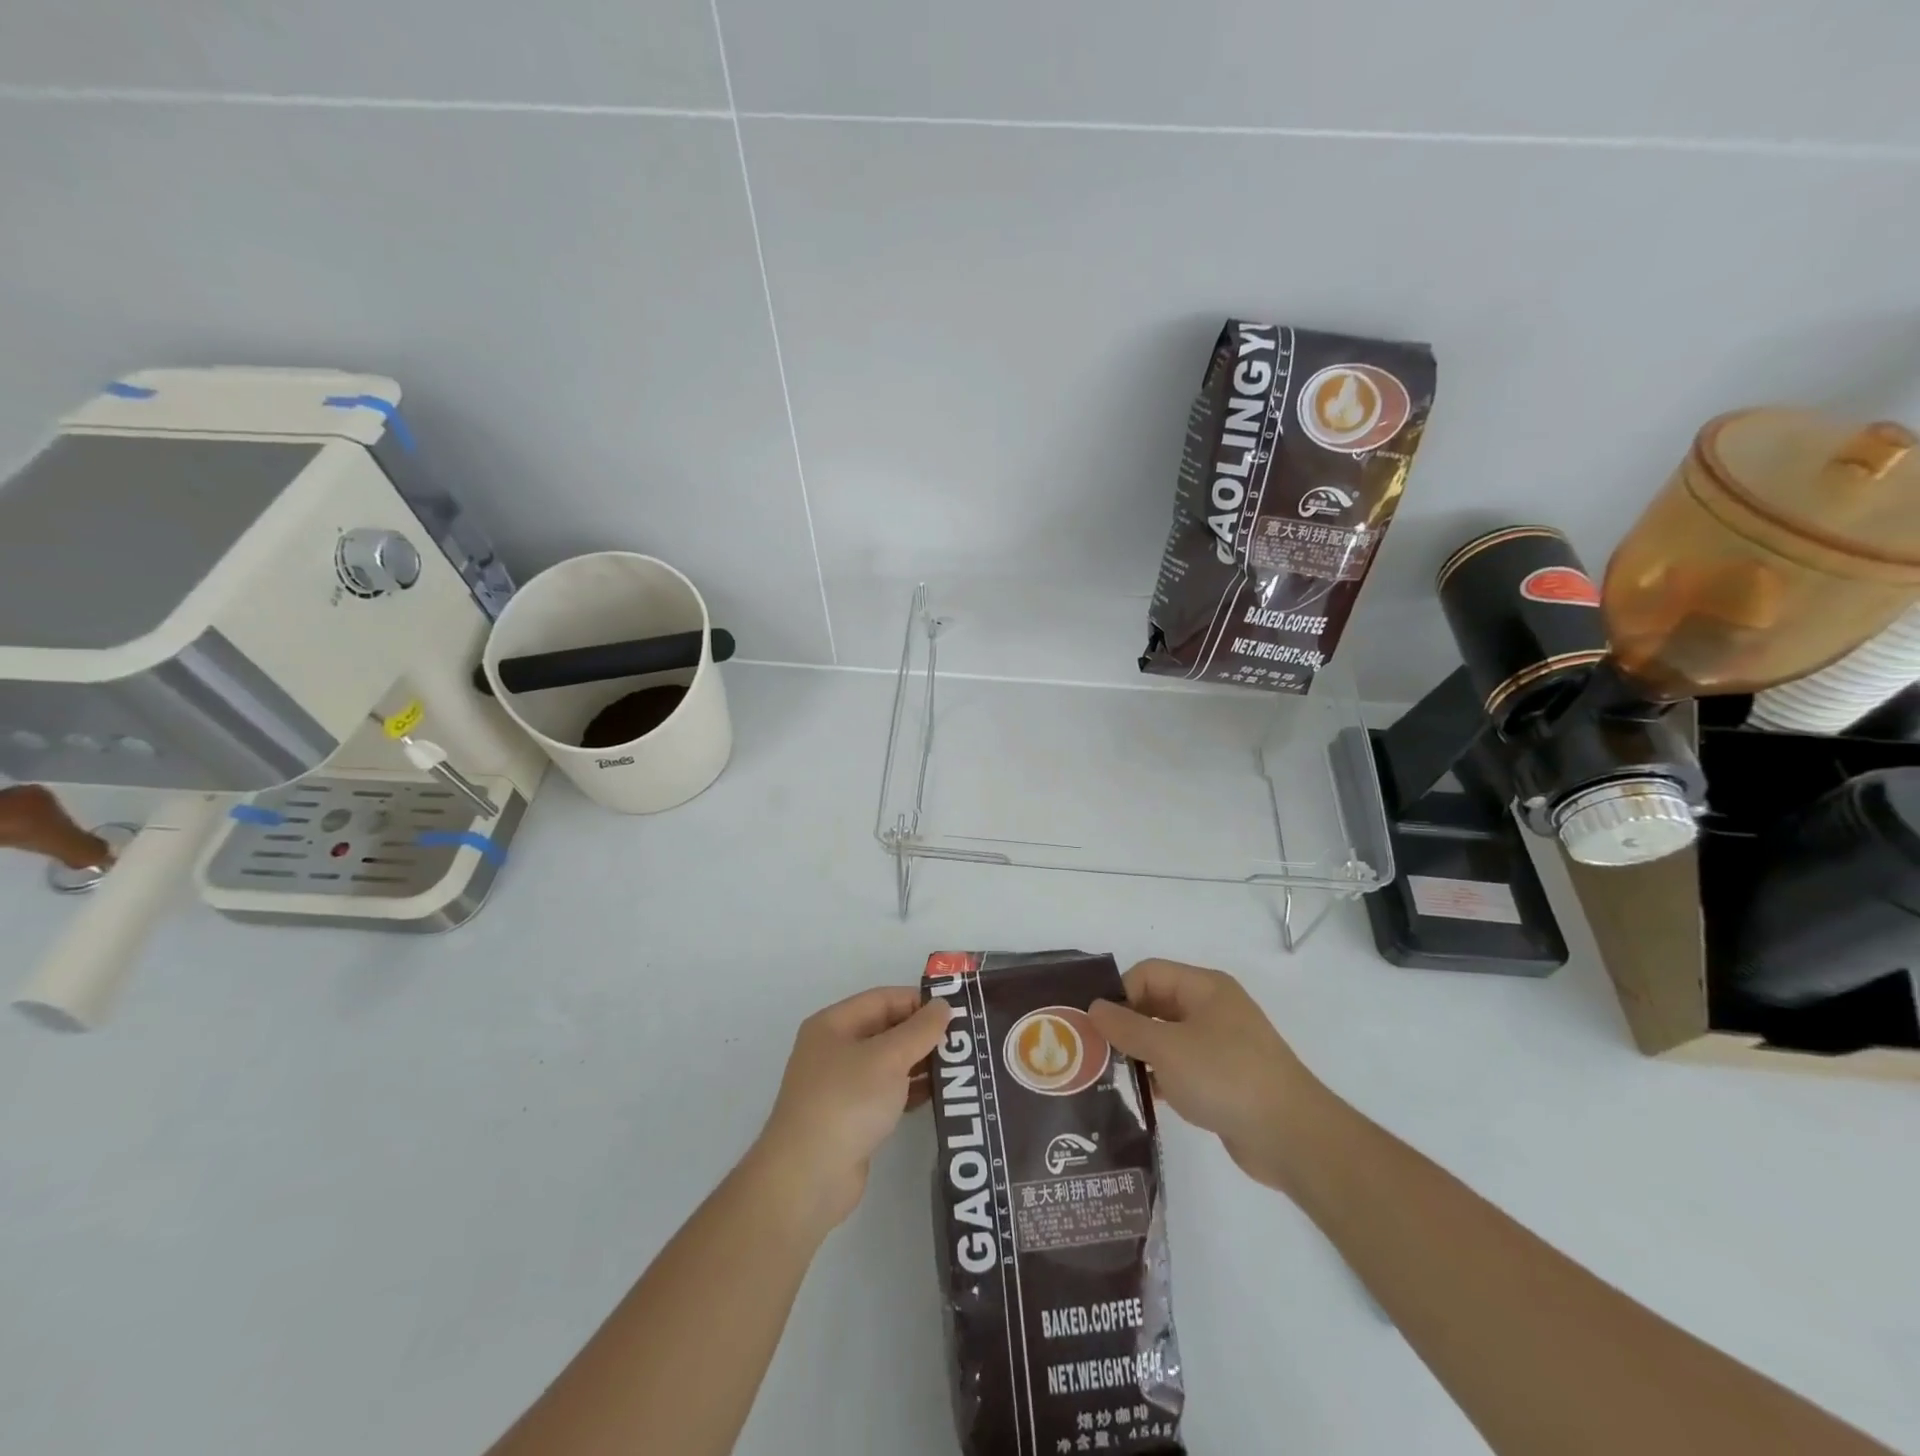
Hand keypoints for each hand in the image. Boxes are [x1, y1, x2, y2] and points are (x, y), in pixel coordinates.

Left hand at [748, 987, 953, 1239]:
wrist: (807, 1179)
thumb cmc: (847, 1102)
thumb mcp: (888, 1058)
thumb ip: (920, 1029)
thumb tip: (943, 1006)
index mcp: (833, 1024)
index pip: (883, 999)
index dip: (919, 1001)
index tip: (955, 1012)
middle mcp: (834, 1049)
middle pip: (886, 1029)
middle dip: (923, 1033)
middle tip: (963, 1040)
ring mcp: (840, 1085)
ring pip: (888, 1063)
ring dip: (920, 1062)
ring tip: (958, 1067)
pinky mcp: (850, 1118)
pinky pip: (886, 1092)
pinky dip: (910, 1090)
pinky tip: (937, 1095)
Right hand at [1089, 959, 1327, 1192]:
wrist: (1292, 1137)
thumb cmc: (1226, 1077)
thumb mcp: (1167, 1048)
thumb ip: (1126, 1027)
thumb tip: (1094, 1008)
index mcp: (1204, 988)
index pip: (1148, 974)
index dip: (1120, 994)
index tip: (1096, 1027)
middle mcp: (1212, 1009)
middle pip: (1156, 1003)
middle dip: (1125, 1024)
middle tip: (1094, 1051)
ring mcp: (1220, 1045)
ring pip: (1167, 1038)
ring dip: (1140, 1053)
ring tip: (1109, 1076)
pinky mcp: (1223, 1079)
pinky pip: (1181, 1067)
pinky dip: (1160, 1077)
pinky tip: (1141, 1097)